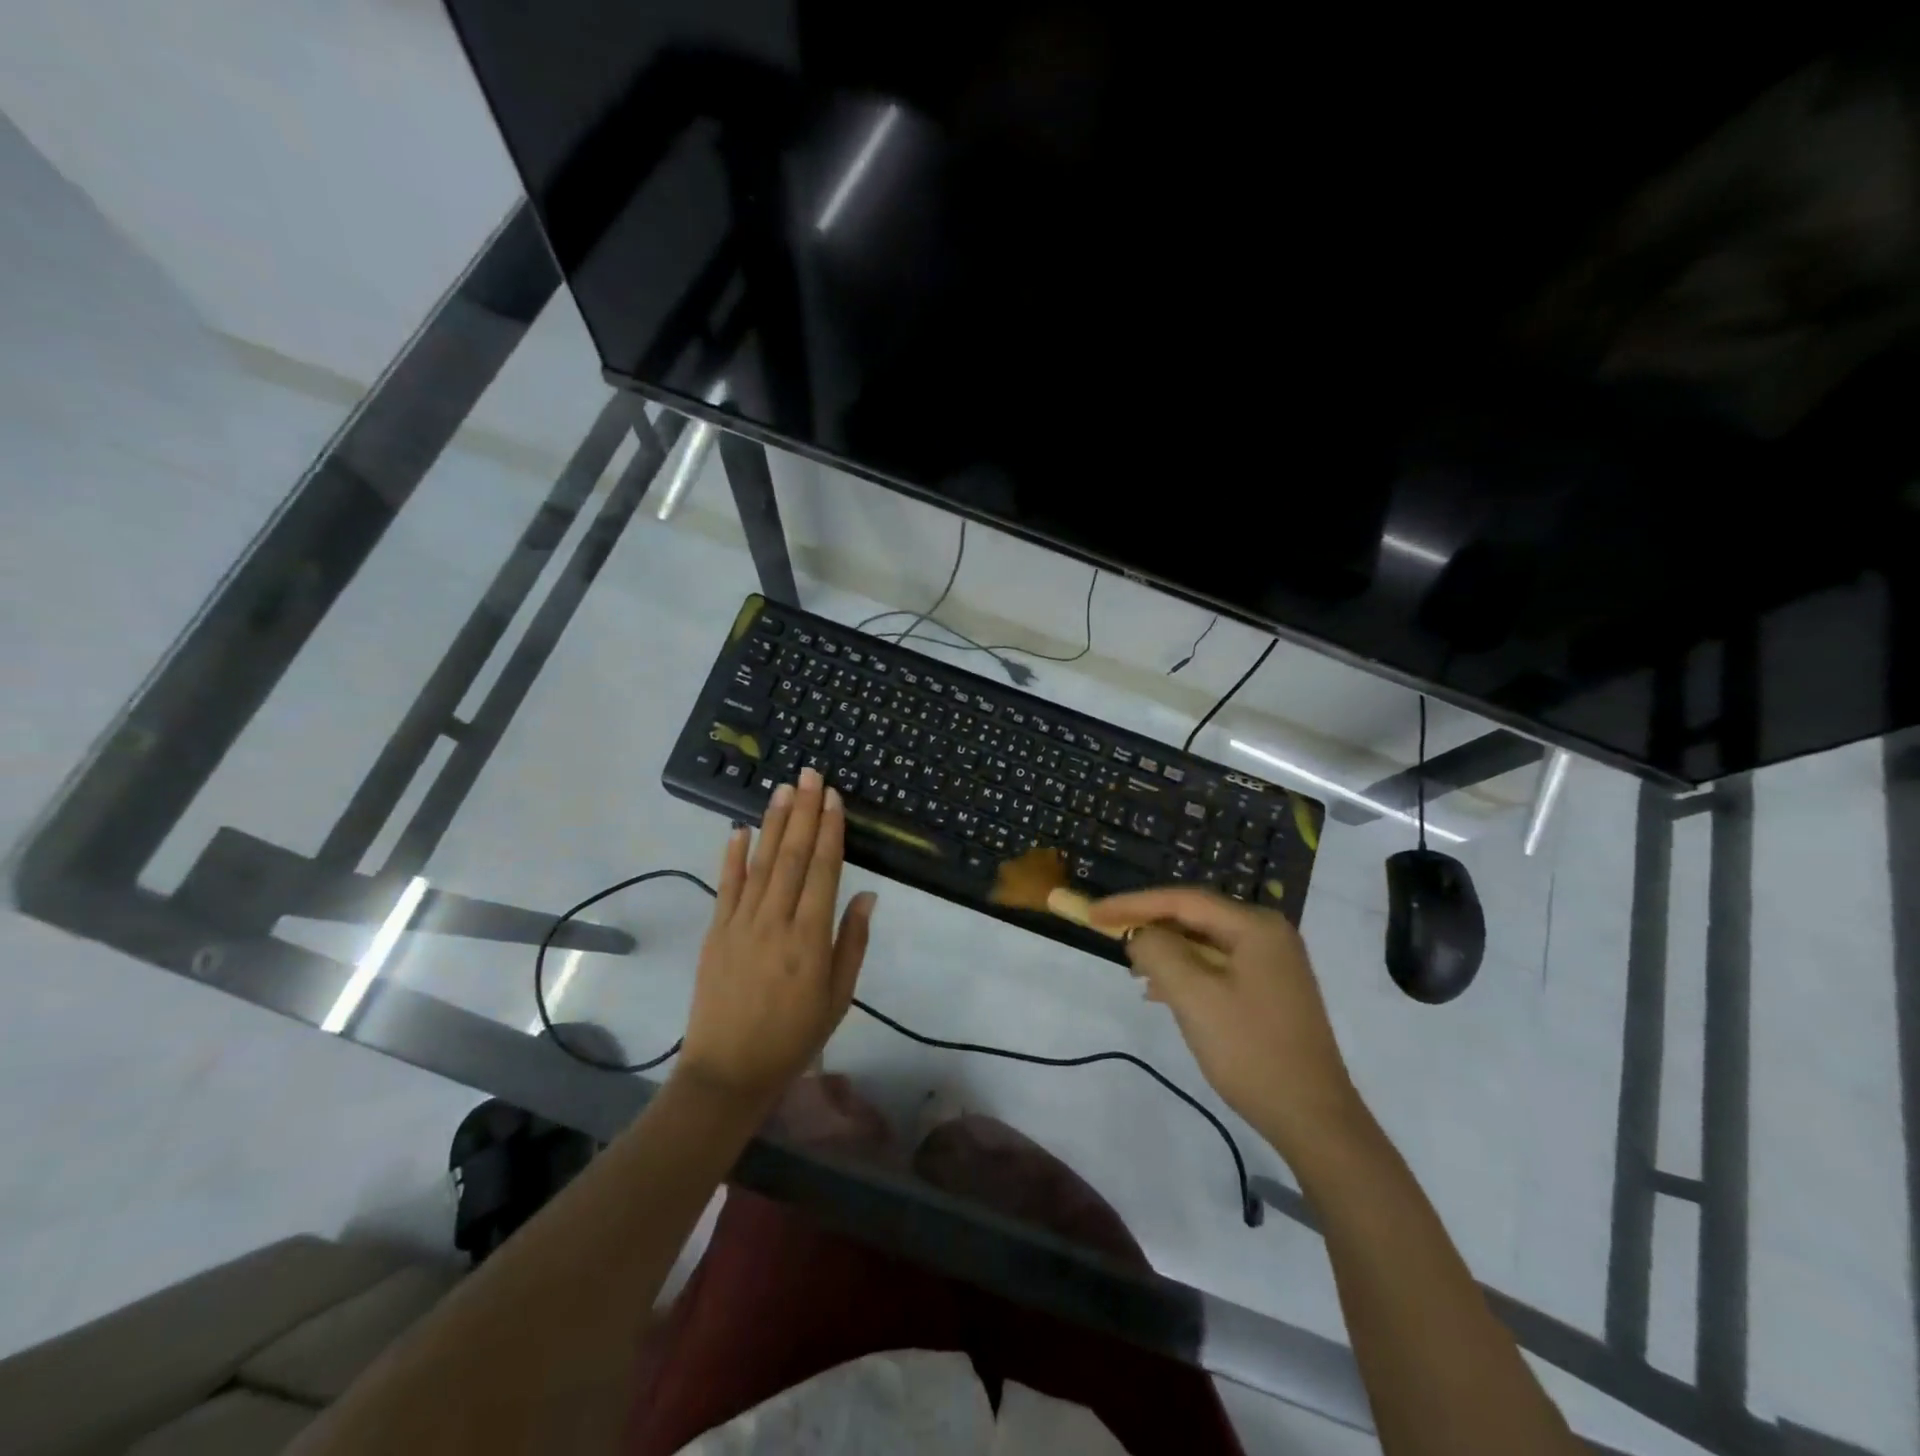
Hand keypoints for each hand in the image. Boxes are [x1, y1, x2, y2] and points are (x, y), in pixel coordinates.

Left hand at [679, 768, 876, 1111]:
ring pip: (761, 863)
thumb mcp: (838, 996)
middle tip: (810, 773)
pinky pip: (726, 886)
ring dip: (773, 823)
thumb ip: (852, 941)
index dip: (830, 831)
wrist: (728, 1072)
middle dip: (804, 812)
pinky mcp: (715, 932)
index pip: (823, 870)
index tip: (833, 798)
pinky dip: (733, 856)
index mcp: (810, 938)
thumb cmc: (794, 1036)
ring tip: (783, 789)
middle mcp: (775, 921)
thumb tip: (867, 893)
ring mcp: (740, 924)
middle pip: (792, 856)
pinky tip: (738, 829)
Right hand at [1088, 888, 1359, 1157]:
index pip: (1182, 900)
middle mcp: (1267, 934)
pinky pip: (1217, 966)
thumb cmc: (1251, 1051)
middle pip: (1195, 917)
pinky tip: (1161, 992)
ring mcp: (1272, 963)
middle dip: (1150, 927)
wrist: (1313, 1119)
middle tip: (1108, 936)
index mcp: (1255, 926)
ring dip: (1166, 953)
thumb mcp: (1195, 997)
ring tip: (1132, 969)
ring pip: (1204, 943)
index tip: (1094, 914)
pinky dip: (1186, 973)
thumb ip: (1159, 952)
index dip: (1133, 904)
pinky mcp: (1269, 990)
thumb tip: (1140, 935)